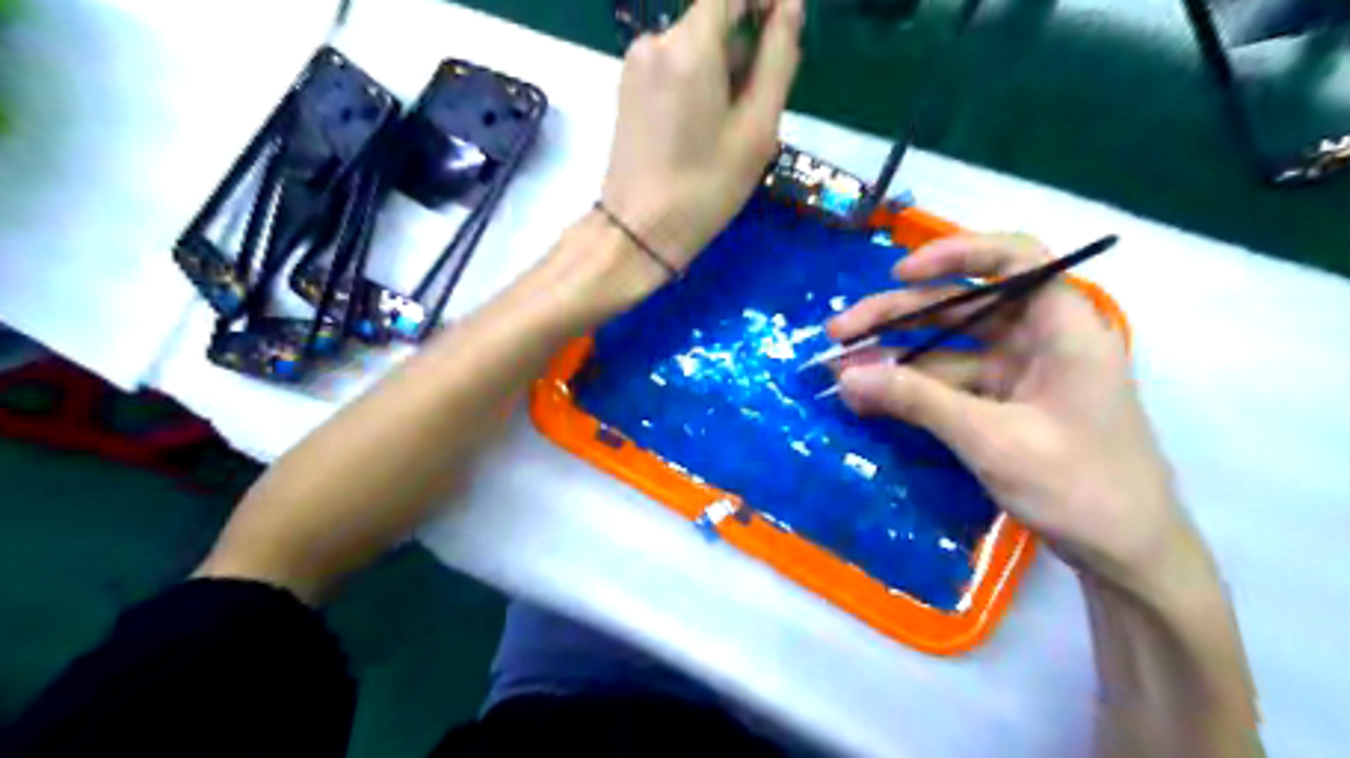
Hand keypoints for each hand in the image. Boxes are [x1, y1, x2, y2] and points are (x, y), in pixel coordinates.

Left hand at [598, 0, 799, 273]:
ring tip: (736, 126)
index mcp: (689, 46)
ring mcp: (636, 63)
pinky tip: (707, 126)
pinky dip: (700, 80)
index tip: (785, 32)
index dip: (764, 0)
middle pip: (714, 16)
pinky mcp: (628, 87)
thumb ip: (778, 59)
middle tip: (762, 103)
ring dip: (725, 67)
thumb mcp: (756, 129)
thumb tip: (790, 6)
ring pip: (695, 43)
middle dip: (747, 44)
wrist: (638, 231)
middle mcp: (656, 40)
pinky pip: (675, 64)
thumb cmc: (705, 187)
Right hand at [834, 234, 1200, 594]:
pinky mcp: (1006, 404)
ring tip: (840, 371)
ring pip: (949, 348)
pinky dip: (913, 390)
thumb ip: (917, 400)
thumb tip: (846, 376)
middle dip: (898, 317)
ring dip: (896, 359)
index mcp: (1062, 327)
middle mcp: (1041, 339)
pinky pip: (951, 384)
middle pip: (963, 306)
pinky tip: (871, 398)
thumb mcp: (991, 439)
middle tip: (838, 333)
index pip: (1013, 258)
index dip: (955, 254)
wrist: (1128, 555)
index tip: (899, 274)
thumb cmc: (1078, 487)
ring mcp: (1022, 373)